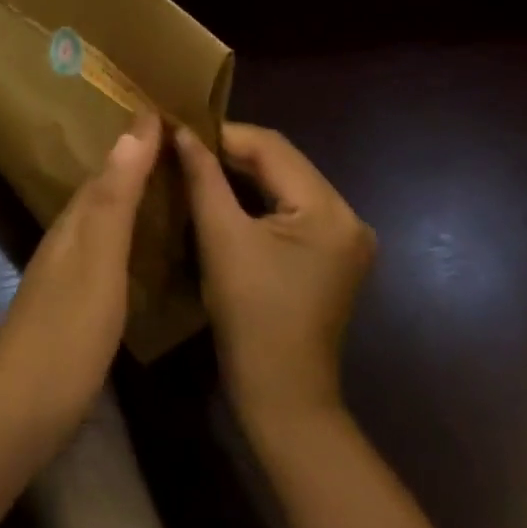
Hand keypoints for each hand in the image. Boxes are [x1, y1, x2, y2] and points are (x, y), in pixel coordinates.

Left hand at [0, 112, 161, 451]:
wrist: (22, 410)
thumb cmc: (67, 329)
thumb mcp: (98, 258)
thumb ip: (114, 197)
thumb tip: (133, 127)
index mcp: (75, 219)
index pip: (110, 163)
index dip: (138, 138)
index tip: (170, 109)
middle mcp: (68, 235)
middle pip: (105, 186)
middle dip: (137, 160)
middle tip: (180, 141)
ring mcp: (67, 270)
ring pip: (105, 216)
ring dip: (133, 195)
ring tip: (171, 181)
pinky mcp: (74, 302)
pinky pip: (106, 247)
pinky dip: (129, 232)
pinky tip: (146, 245)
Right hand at [176, 124, 374, 437]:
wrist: (283, 397)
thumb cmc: (250, 316)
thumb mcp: (220, 237)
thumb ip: (203, 176)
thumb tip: (180, 131)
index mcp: (329, 210)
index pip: (271, 146)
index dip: (223, 134)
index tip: (179, 130)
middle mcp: (348, 216)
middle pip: (282, 161)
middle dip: (232, 151)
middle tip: (184, 147)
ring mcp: (344, 237)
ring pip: (285, 181)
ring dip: (243, 172)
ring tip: (197, 165)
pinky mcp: (333, 254)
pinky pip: (292, 206)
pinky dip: (258, 196)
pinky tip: (224, 195)